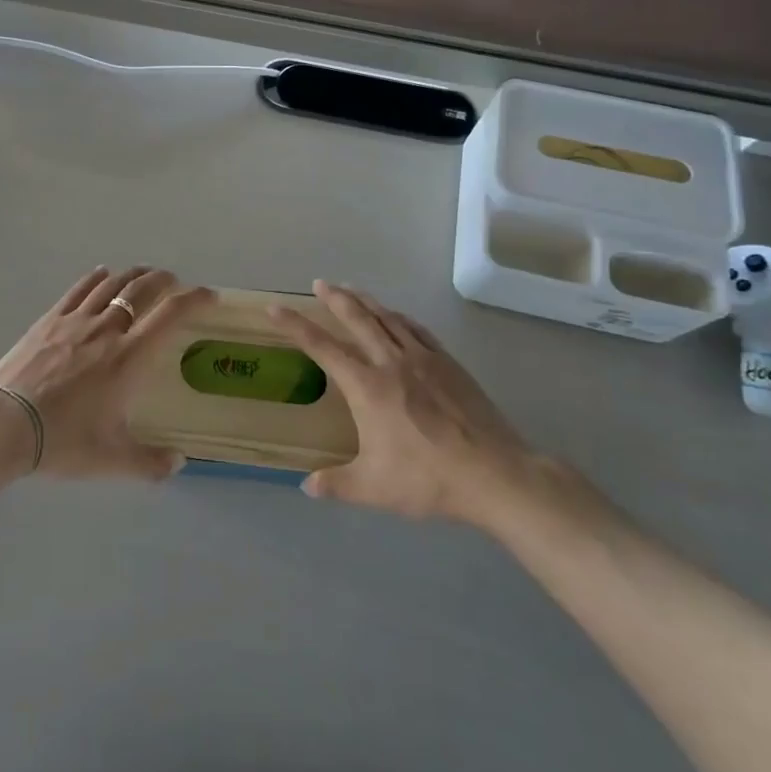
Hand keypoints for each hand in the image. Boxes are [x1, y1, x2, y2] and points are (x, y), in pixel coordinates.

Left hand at [0, 267, 212, 479]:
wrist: (5, 423)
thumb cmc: (63, 440)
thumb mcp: (111, 459)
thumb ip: (150, 462)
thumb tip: (178, 462)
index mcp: (129, 358)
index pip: (170, 315)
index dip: (194, 300)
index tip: (209, 295)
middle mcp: (107, 329)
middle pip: (141, 290)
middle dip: (163, 280)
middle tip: (174, 282)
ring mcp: (75, 320)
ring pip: (111, 285)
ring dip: (133, 275)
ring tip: (144, 274)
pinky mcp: (49, 320)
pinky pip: (78, 290)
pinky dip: (96, 278)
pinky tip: (101, 274)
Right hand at [270, 281, 540, 530]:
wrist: (495, 474)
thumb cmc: (428, 479)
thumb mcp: (374, 488)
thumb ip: (337, 484)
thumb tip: (307, 486)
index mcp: (367, 387)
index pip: (322, 347)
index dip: (295, 325)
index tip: (275, 307)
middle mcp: (391, 363)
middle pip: (358, 319)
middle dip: (335, 298)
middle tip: (320, 282)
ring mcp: (423, 359)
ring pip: (388, 318)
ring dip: (366, 301)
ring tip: (352, 290)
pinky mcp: (449, 364)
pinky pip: (417, 330)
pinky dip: (400, 318)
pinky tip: (397, 317)